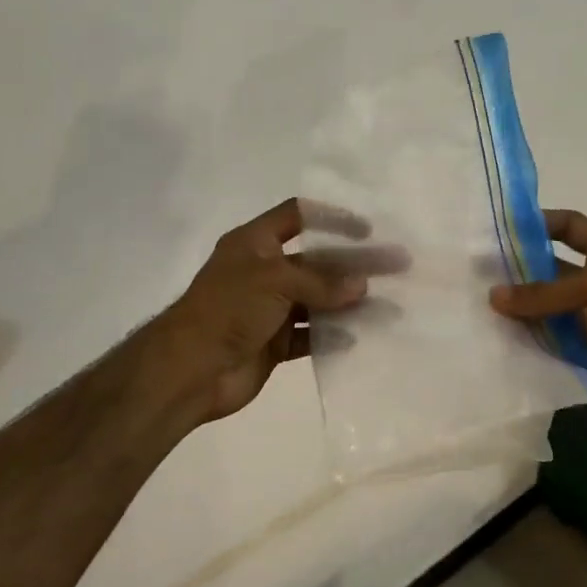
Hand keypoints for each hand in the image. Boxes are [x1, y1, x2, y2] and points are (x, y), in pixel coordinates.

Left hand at [153, 198, 394, 426]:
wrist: (190, 370)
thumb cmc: (228, 309)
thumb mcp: (274, 280)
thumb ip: (320, 282)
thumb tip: (361, 286)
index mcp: (254, 243)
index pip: (297, 216)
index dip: (331, 218)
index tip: (368, 229)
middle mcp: (263, 271)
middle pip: (316, 260)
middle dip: (355, 264)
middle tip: (397, 266)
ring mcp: (269, 309)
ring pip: (318, 300)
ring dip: (350, 302)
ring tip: (389, 306)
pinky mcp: (273, 343)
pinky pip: (310, 335)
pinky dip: (332, 336)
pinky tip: (360, 336)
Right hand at [489, 209, 586, 455]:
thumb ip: (544, 292)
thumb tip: (493, 296)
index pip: (571, 228)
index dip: (540, 223)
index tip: (501, 227)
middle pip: (549, 271)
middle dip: (515, 270)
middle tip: (471, 272)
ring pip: (542, 311)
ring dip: (514, 310)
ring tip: (470, 306)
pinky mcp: (580, 358)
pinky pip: (544, 345)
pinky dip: (521, 343)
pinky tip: (489, 340)